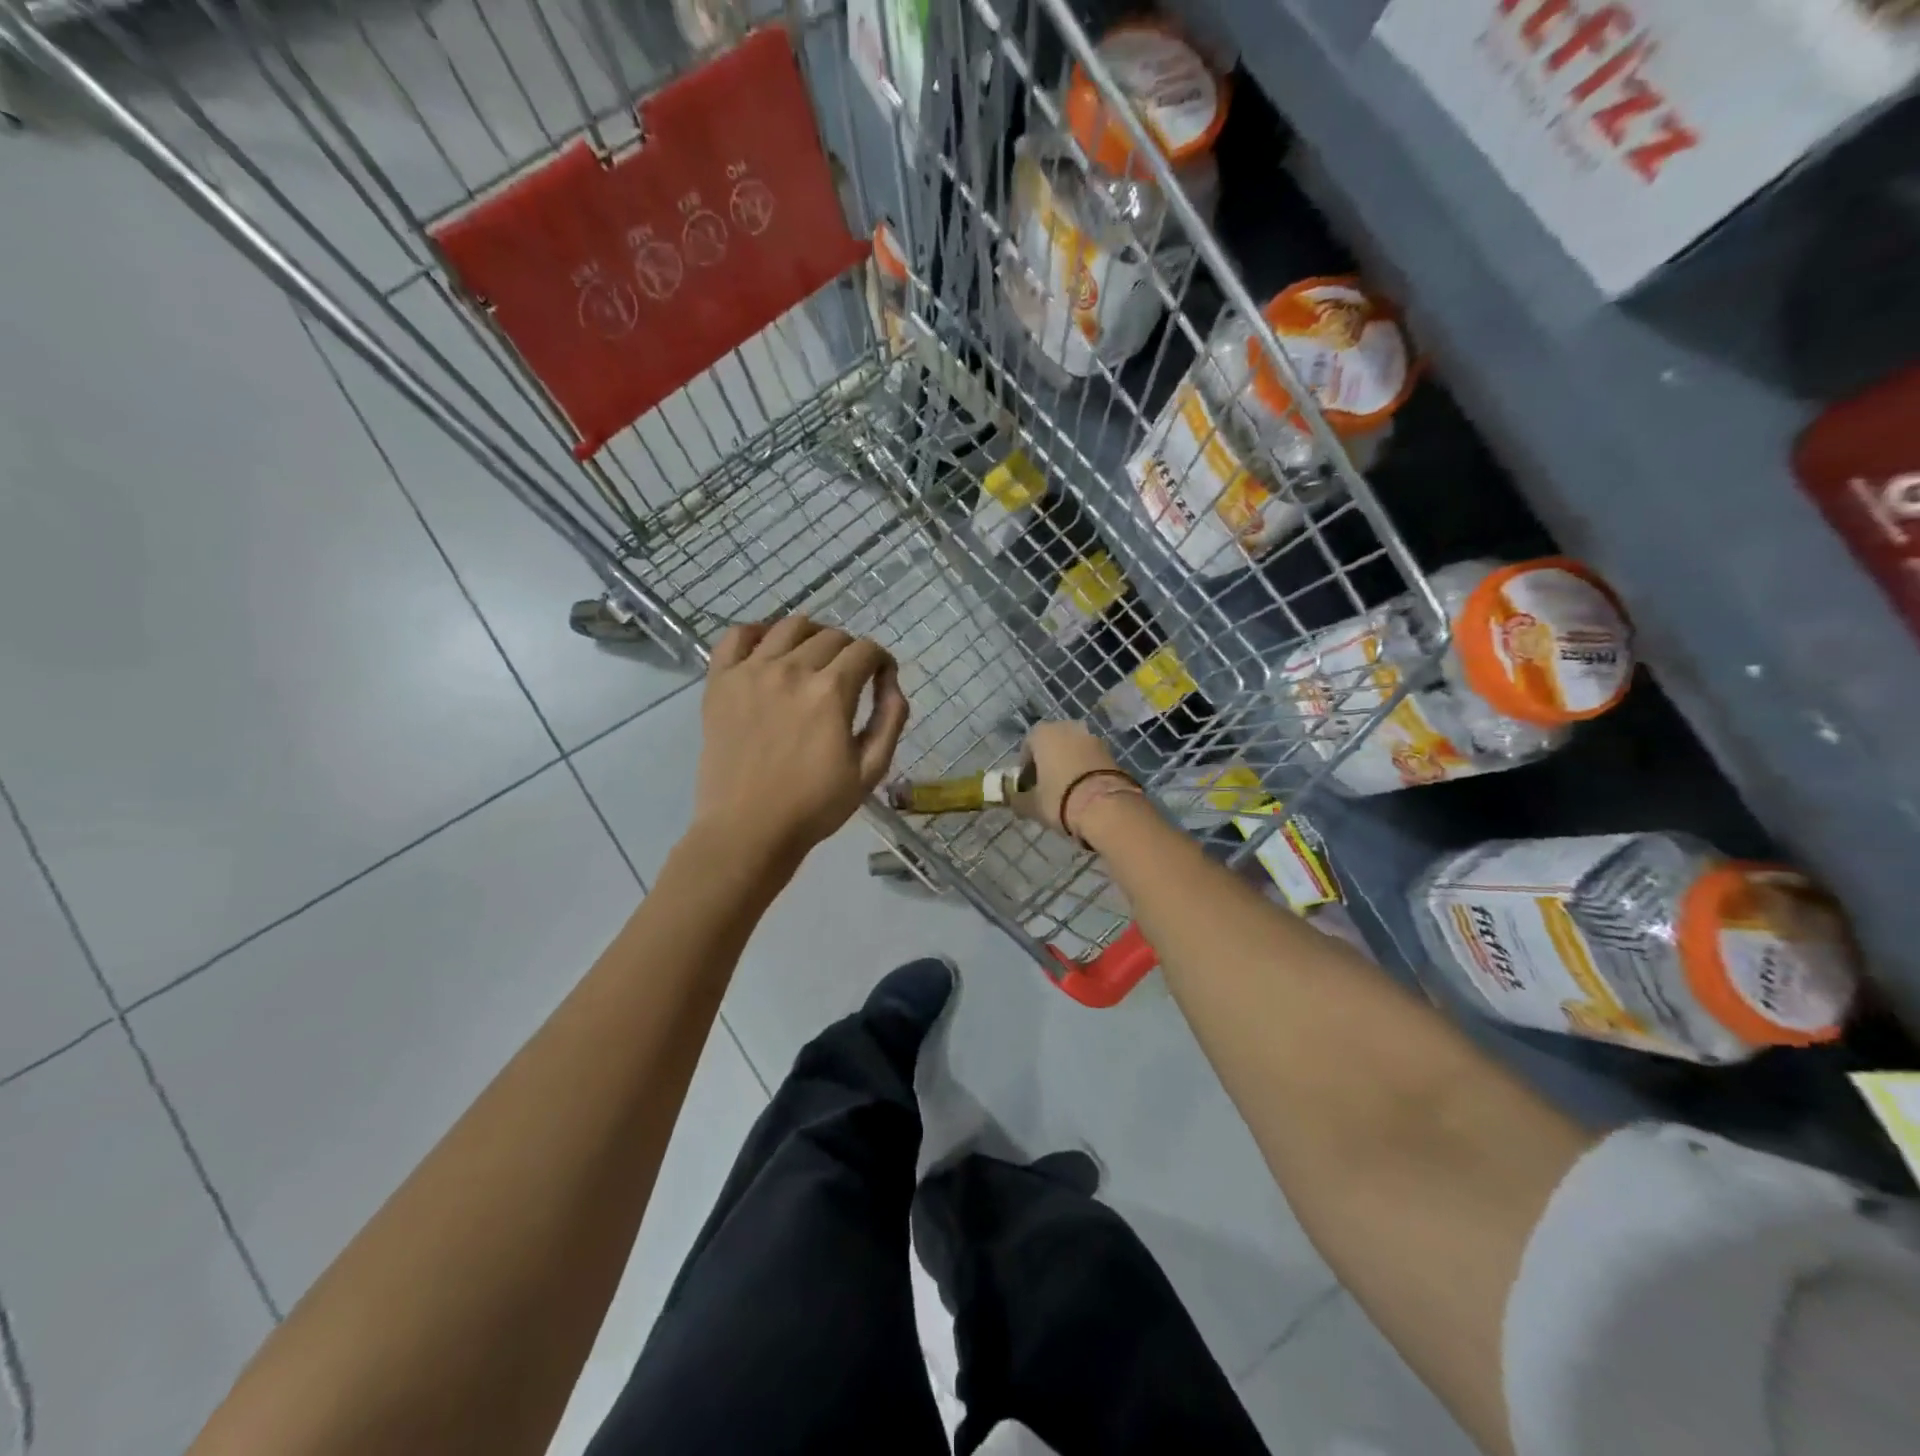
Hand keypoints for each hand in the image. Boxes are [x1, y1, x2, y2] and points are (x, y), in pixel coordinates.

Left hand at [694, 616, 909, 861]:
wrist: (748, 830)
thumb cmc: (815, 806)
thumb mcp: (871, 770)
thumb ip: (890, 719)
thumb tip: (891, 682)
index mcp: (831, 692)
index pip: (866, 650)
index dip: (881, 661)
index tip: (880, 678)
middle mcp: (791, 670)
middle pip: (832, 636)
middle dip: (850, 652)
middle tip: (849, 678)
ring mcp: (751, 672)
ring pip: (789, 626)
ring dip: (811, 635)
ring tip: (813, 658)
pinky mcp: (720, 682)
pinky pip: (737, 636)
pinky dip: (757, 632)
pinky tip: (768, 648)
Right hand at [1014, 721, 1138, 841]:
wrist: (1107, 807)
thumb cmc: (1060, 798)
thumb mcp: (1032, 805)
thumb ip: (1018, 800)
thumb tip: (1014, 801)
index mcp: (1044, 733)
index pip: (1027, 746)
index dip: (1025, 768)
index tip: (1027, 787)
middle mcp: (1068, 728)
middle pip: (1052, 746)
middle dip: (1048, 764)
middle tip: (1045, 788)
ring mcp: (1093, 738)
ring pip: (1073, 751)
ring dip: (1068, 766)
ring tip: (1067, 792)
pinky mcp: (1112, 752)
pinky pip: (1090, 760)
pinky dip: (1085, 771)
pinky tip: (1084, 792)